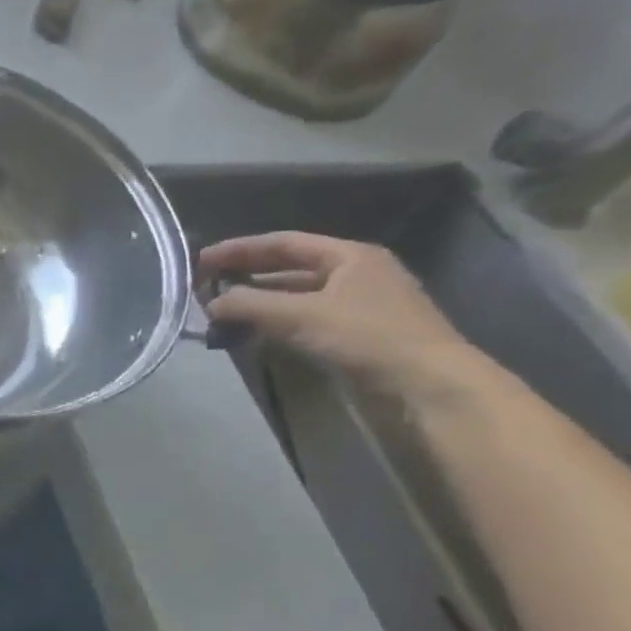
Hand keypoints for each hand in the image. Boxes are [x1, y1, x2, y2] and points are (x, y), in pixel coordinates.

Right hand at [201, 233, 476, 395]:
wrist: (429, 388)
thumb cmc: (368, 337)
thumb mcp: (300, 315)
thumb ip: (249, 305)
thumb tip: (210, 304)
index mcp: (350, 256)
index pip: (283, 243)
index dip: (240, 249)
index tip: (201, 260)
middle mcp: (356, 275)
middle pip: (289, 268)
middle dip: (247, 276)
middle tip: (207, 286)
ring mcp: (358, 307)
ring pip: (296, 297)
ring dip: (259, 303)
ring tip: (222, 312)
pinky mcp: (357, 337)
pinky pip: (305, 321)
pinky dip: (276, 323)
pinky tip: (253, 333)